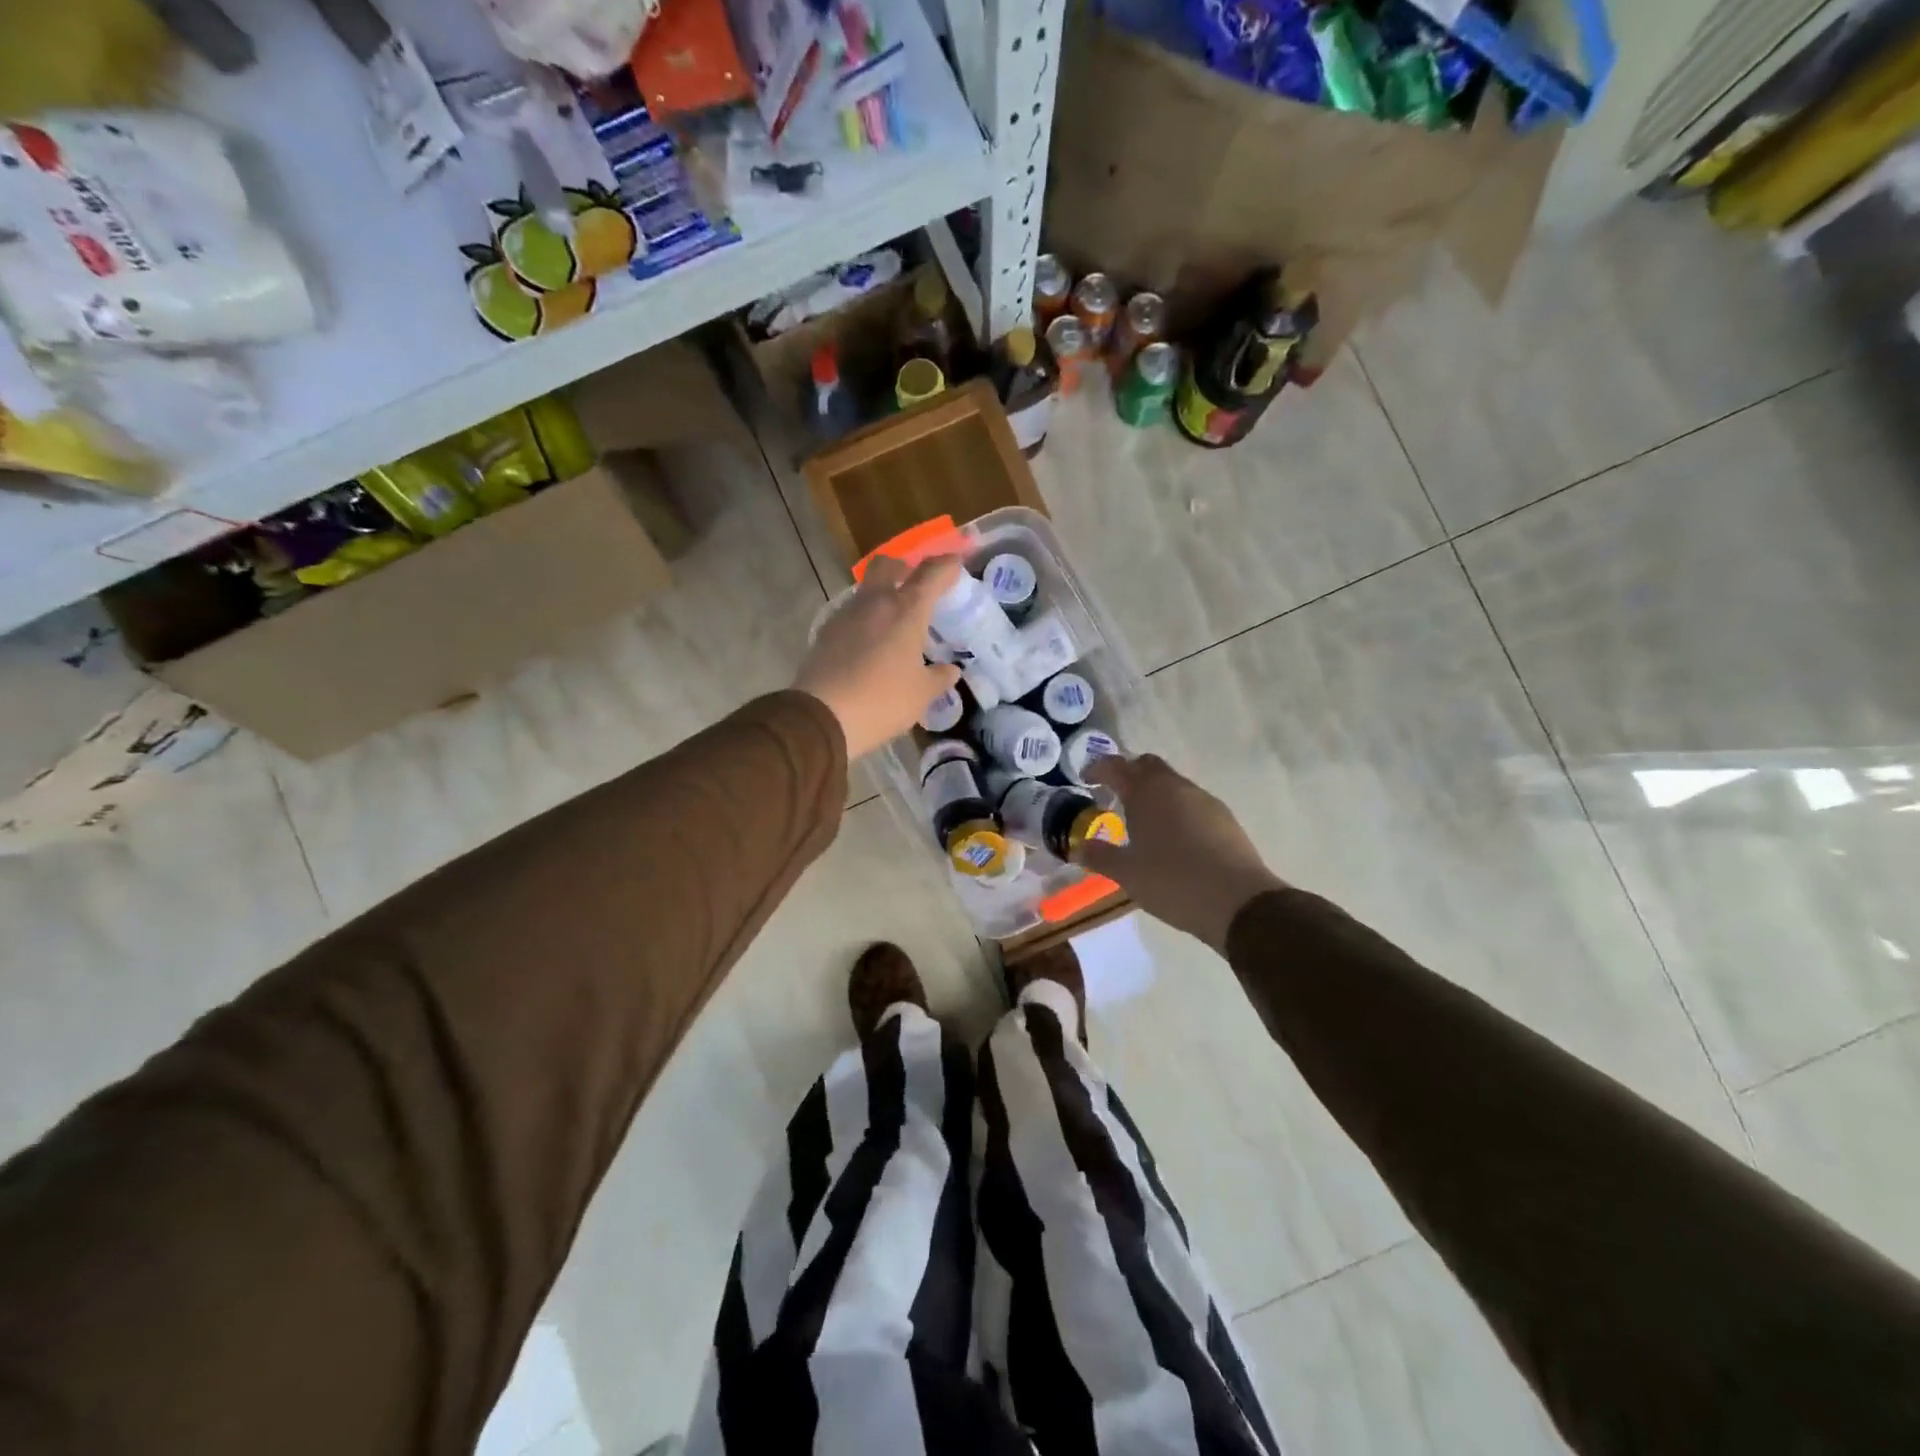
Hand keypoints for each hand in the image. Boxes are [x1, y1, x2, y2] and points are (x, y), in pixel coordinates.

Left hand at [795, 555, 963, 759]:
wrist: (821, 717)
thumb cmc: (882, 701)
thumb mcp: (921, 695)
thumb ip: (939, 678)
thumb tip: (950, 671)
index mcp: (906, 611)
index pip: (931, 573)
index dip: (947, 564)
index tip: (957, 562)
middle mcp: (874, 603)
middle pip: (887, 565)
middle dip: (904, 567)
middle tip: (915, 585)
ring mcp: (845, 615)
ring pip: (866, 590)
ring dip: (881, 596)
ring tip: (894, 623)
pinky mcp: (825, 632)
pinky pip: (850, 615)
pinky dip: (864, 620)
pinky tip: (870, 645)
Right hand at [1078, 754, 1287, 951]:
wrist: (1238, 901)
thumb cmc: (1173, 881)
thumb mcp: (1127, 874)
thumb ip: (1100, 856)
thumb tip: (1078, 846)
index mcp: (1147, 793)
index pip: (1117, 767)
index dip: (1098, 768)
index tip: (1086, 778)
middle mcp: (1175, 787)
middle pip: (1148, 766)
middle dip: (1129, 773)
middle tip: (1114, 793)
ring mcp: (1204, 799)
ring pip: (1172, 783)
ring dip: (1154, 792)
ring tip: (1142, 819)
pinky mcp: (1224, 817)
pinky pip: (1191, 801)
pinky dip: (1176, 808)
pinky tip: (1173, 836)